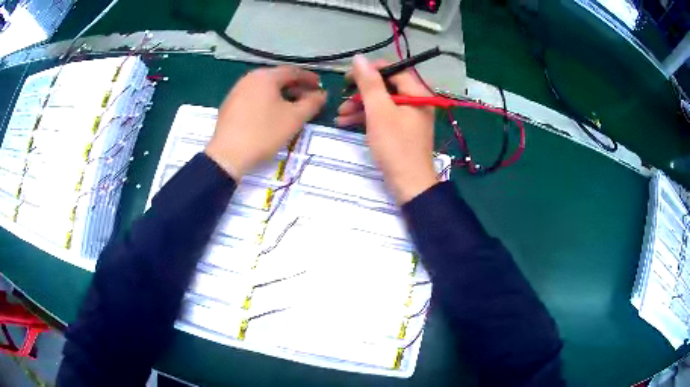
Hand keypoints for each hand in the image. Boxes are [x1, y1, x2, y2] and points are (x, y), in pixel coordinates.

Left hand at [206, 66, 326, 178]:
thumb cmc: (264, 133)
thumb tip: (322, 94)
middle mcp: (250, 78)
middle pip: (277, 78)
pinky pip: (254, 96)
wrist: (228, 155)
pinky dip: (267, 100)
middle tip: (308, 98)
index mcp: (265, 76)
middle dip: (295, 87)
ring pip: (265, 88)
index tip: (320, 87)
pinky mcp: (229, 105)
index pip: (293, 71)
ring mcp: (237, 91)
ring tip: (291, 107)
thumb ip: (312, 103)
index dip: (309, 78)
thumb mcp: (294, 118)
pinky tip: (271, 114)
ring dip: (281, 94)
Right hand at [336, 55, 436, 203]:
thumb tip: (359, 58)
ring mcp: (409, 116)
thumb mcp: (379, 112)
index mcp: (417, 93)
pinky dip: (366, 118)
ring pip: (382, 102)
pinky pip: (383, 116)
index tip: (349, 78)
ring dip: (359, 106)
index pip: (393, 70)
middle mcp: (416, 101)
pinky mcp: (402, 130)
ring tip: (339, 114)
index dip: (370, 70)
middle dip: (361, 92)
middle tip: (342, 97)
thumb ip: (369, 83)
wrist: (409, 184)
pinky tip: (346, 123)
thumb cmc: (395, 146)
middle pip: (386, 86)